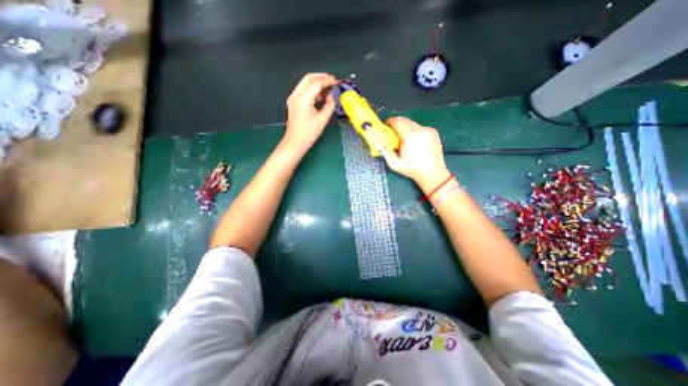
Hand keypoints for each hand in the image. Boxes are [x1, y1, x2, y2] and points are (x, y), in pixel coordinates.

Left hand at [283, 72, 338, 150]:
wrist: (295, 142)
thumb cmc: (309, 133)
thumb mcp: (323, 120)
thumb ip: (329, 106)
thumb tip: (332, 96)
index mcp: (303, 99)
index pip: (316, 83)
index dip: (328, 80)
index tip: (337, 83)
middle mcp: (296, 95)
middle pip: (309, 78)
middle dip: (322, 77)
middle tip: (333, 81)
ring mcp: (293, 97)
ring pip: (305, 82)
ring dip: (317, 82)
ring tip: (328, 88)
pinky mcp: (293, 101)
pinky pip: (303, 89)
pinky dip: (312, 88)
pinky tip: (320, 96)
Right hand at [379, 117, 455, 190]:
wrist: (433, 173)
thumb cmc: (413, 170)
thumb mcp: (395, 165)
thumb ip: (386, 153)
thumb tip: (381, 145)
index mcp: (410, 137)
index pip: (398, 122)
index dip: (390, 121)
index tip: (386, 125)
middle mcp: (421, 131)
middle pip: (405, 120)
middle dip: (397, 123)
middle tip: (393, 131)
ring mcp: (429, 131)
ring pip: (413, 123)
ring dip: (406, 127)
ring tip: (404, 138)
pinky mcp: (434, 132)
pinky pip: (420, 127)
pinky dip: (415, 131)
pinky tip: (414, 141)